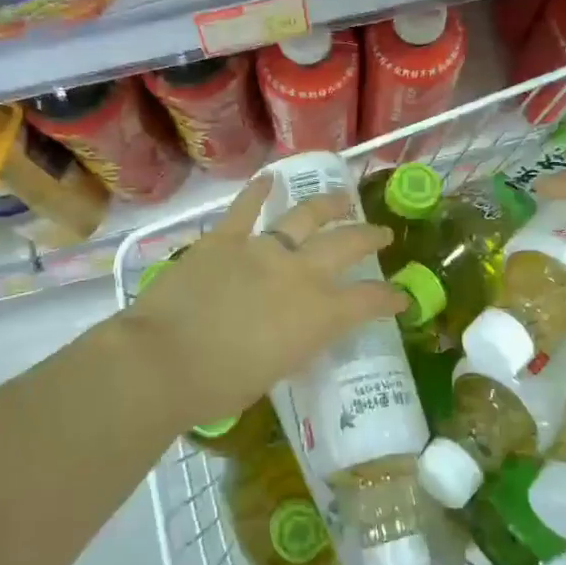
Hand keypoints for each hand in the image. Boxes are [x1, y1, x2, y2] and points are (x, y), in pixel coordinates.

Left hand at [125, 175, 405, 430]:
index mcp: (318, 315)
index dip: (390, 298)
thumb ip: (292, 345)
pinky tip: (268, 178)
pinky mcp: (224, 239)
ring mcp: (261, 249)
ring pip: (305, 215)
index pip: (368, 301)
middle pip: (347, 244)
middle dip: (370, 237)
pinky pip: (245, 208)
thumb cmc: (220, 386)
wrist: (164, 360)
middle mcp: (299, 273)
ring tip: (341, 199)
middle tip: (381, 234)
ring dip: (328, 204)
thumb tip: (291, 334)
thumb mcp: (274, 373)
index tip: (401, 297)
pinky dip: (258, 191)